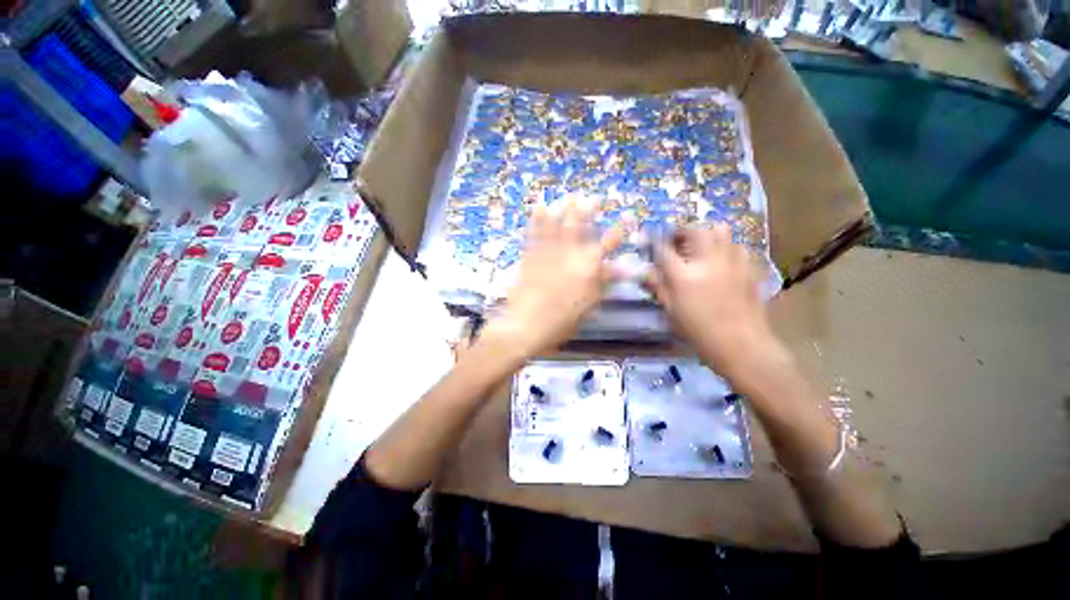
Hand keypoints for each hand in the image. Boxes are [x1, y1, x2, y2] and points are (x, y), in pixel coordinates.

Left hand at [482, 198, 621, 357]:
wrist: (528, 324)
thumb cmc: (564, 320)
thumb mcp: (590, 303)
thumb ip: (605, 281)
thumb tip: (625, 268)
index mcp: (589, 265)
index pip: (610, 241)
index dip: (622, 227)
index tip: (629, 215)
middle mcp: (570, 252)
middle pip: (581, 224)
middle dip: (589, 208)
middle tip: (594, 197)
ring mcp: (548, 250)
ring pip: (558, 222)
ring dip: (565, 208)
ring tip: (570, 196)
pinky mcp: (530, 254)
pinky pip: (534, 231)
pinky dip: (537, 218)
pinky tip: (540, 206)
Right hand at [646, 224, 777, 378]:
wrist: (741, 344)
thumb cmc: (699, 331)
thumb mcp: (671, 311)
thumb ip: (658, 287)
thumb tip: (645, 272)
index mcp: (684, 276)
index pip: (663, 249)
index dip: (654, 240)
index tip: (648, 235)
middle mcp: (708, 261)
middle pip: (695, 230)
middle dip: (681, 230)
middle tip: (676, 240)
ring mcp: (732, 261)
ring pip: (720, 230)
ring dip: (706, 234)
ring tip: (700, 247)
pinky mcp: (749, 266)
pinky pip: (736, 245)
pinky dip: (725, 246)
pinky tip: (721, 260)